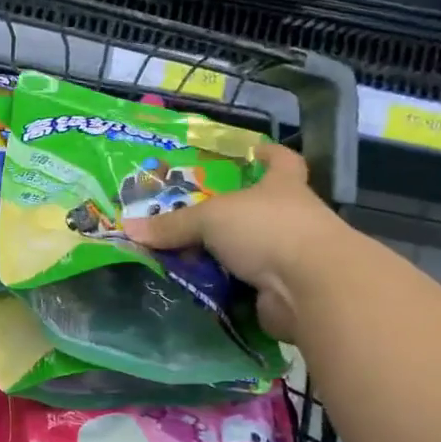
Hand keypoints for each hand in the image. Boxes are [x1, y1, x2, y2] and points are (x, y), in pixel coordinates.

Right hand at [121, 143, 343, 337]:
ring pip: (252, 250)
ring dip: (225, 255)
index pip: (282, 161)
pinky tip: (197, 289)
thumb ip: (173, 225)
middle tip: (191, 216)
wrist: (311, 288)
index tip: (254, 150)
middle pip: (260, 209)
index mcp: (282, 187)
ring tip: (184, 255)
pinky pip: (246, 286)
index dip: (269, 154)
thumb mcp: (210, 219)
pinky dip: (225, 288)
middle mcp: (292, 218)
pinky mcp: (284, 291)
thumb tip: (129, 229)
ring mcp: (291, 256)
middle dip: (231, 214)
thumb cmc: (267, 230)